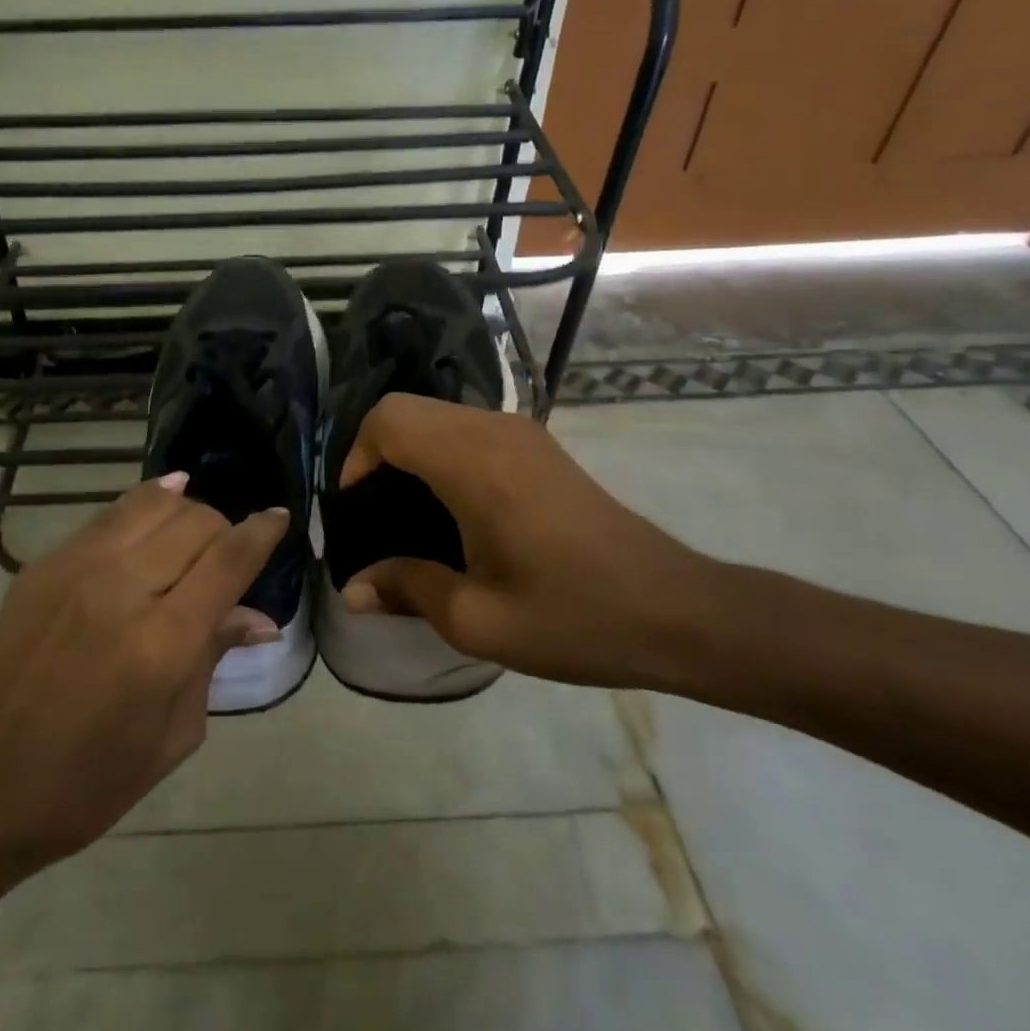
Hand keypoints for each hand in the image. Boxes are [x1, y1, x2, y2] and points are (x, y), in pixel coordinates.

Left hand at [0, 476, 286, 870]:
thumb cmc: (90, 782)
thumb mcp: (173, 734)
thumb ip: (213, 658)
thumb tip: (259, 618)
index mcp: (160, 643)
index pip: (228, 560)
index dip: (262, 532)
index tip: (280, 517)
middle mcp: (121, 589)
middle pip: (196, 522)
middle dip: (225, 529)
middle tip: (230, 555)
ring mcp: (77, 568)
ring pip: (154, 503)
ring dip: (187, 511)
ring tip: (195, 532)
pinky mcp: (46, 564)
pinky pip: (110, 514)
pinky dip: (145, 504)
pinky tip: (161, 505)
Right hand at [339, 394, 714, 687]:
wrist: (677, 611)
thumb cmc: (575, 617)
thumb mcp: (478, 620)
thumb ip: (406, 589)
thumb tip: (352, 589)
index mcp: (475, 464)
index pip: (389, 420)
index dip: (355, 458)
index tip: (354, 511)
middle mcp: (494, 431)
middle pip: (406, 410)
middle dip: (374, 453)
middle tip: (370, 515)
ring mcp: (521, 433)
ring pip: (435, 415)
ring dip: (407, 451)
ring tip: (403, 515)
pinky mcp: (537, 445)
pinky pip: (465, 428)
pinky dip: (437, 452)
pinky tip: (449, 509)